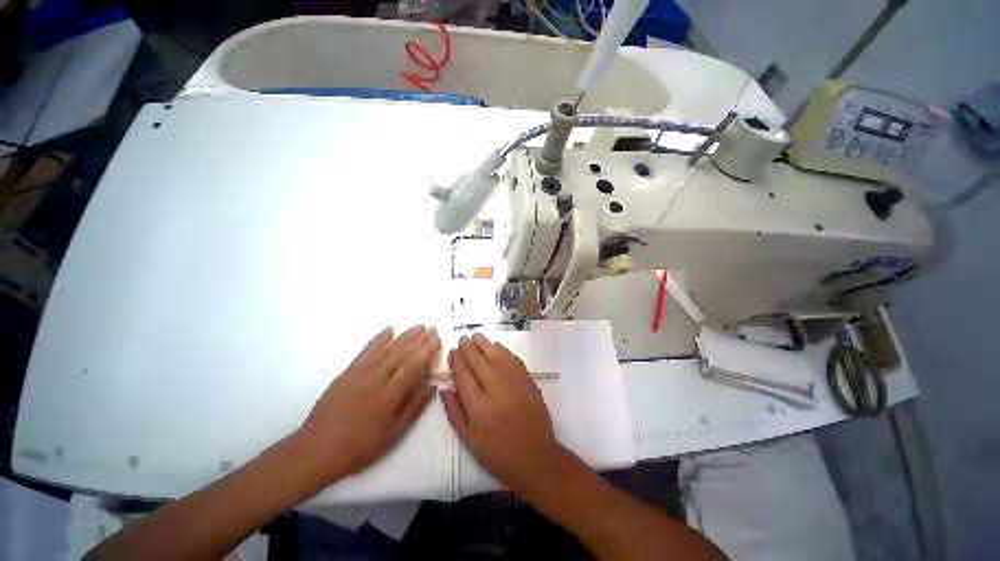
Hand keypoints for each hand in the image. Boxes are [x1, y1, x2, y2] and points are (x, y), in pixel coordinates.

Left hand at [296, 325, 440, 482]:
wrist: (316, 449)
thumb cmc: (360, 446)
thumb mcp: (393, 434)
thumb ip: (414, 407)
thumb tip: (432, 385)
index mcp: (389, 396)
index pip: (413, 366)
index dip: (427, 351)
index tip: (437, 340)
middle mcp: (376, 379)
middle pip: (402, 353)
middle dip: (420, 339)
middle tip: (432, 328)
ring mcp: (360, 373)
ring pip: (387, 348)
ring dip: (405, 335)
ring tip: (419, 326)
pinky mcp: (348, 371)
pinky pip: (367, 350)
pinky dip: (379, 338)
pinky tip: (389, 329)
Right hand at [442, 334, 565, 492]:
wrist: (537, 458)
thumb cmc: (499, 454)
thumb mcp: (470, 441)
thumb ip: (455, 413)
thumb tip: (444, 389)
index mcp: (479, 408)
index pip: (464, 376)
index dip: (457, 361)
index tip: (452, 351)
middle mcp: (496, 391)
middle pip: (479, 363)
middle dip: (469, 348)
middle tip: (462, 338)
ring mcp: (515, 383)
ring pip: (496, 357)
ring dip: (485, 344)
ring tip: (476, 336)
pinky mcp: (528, 381)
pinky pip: (513, 360)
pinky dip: (504, 351)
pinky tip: (496, 346)